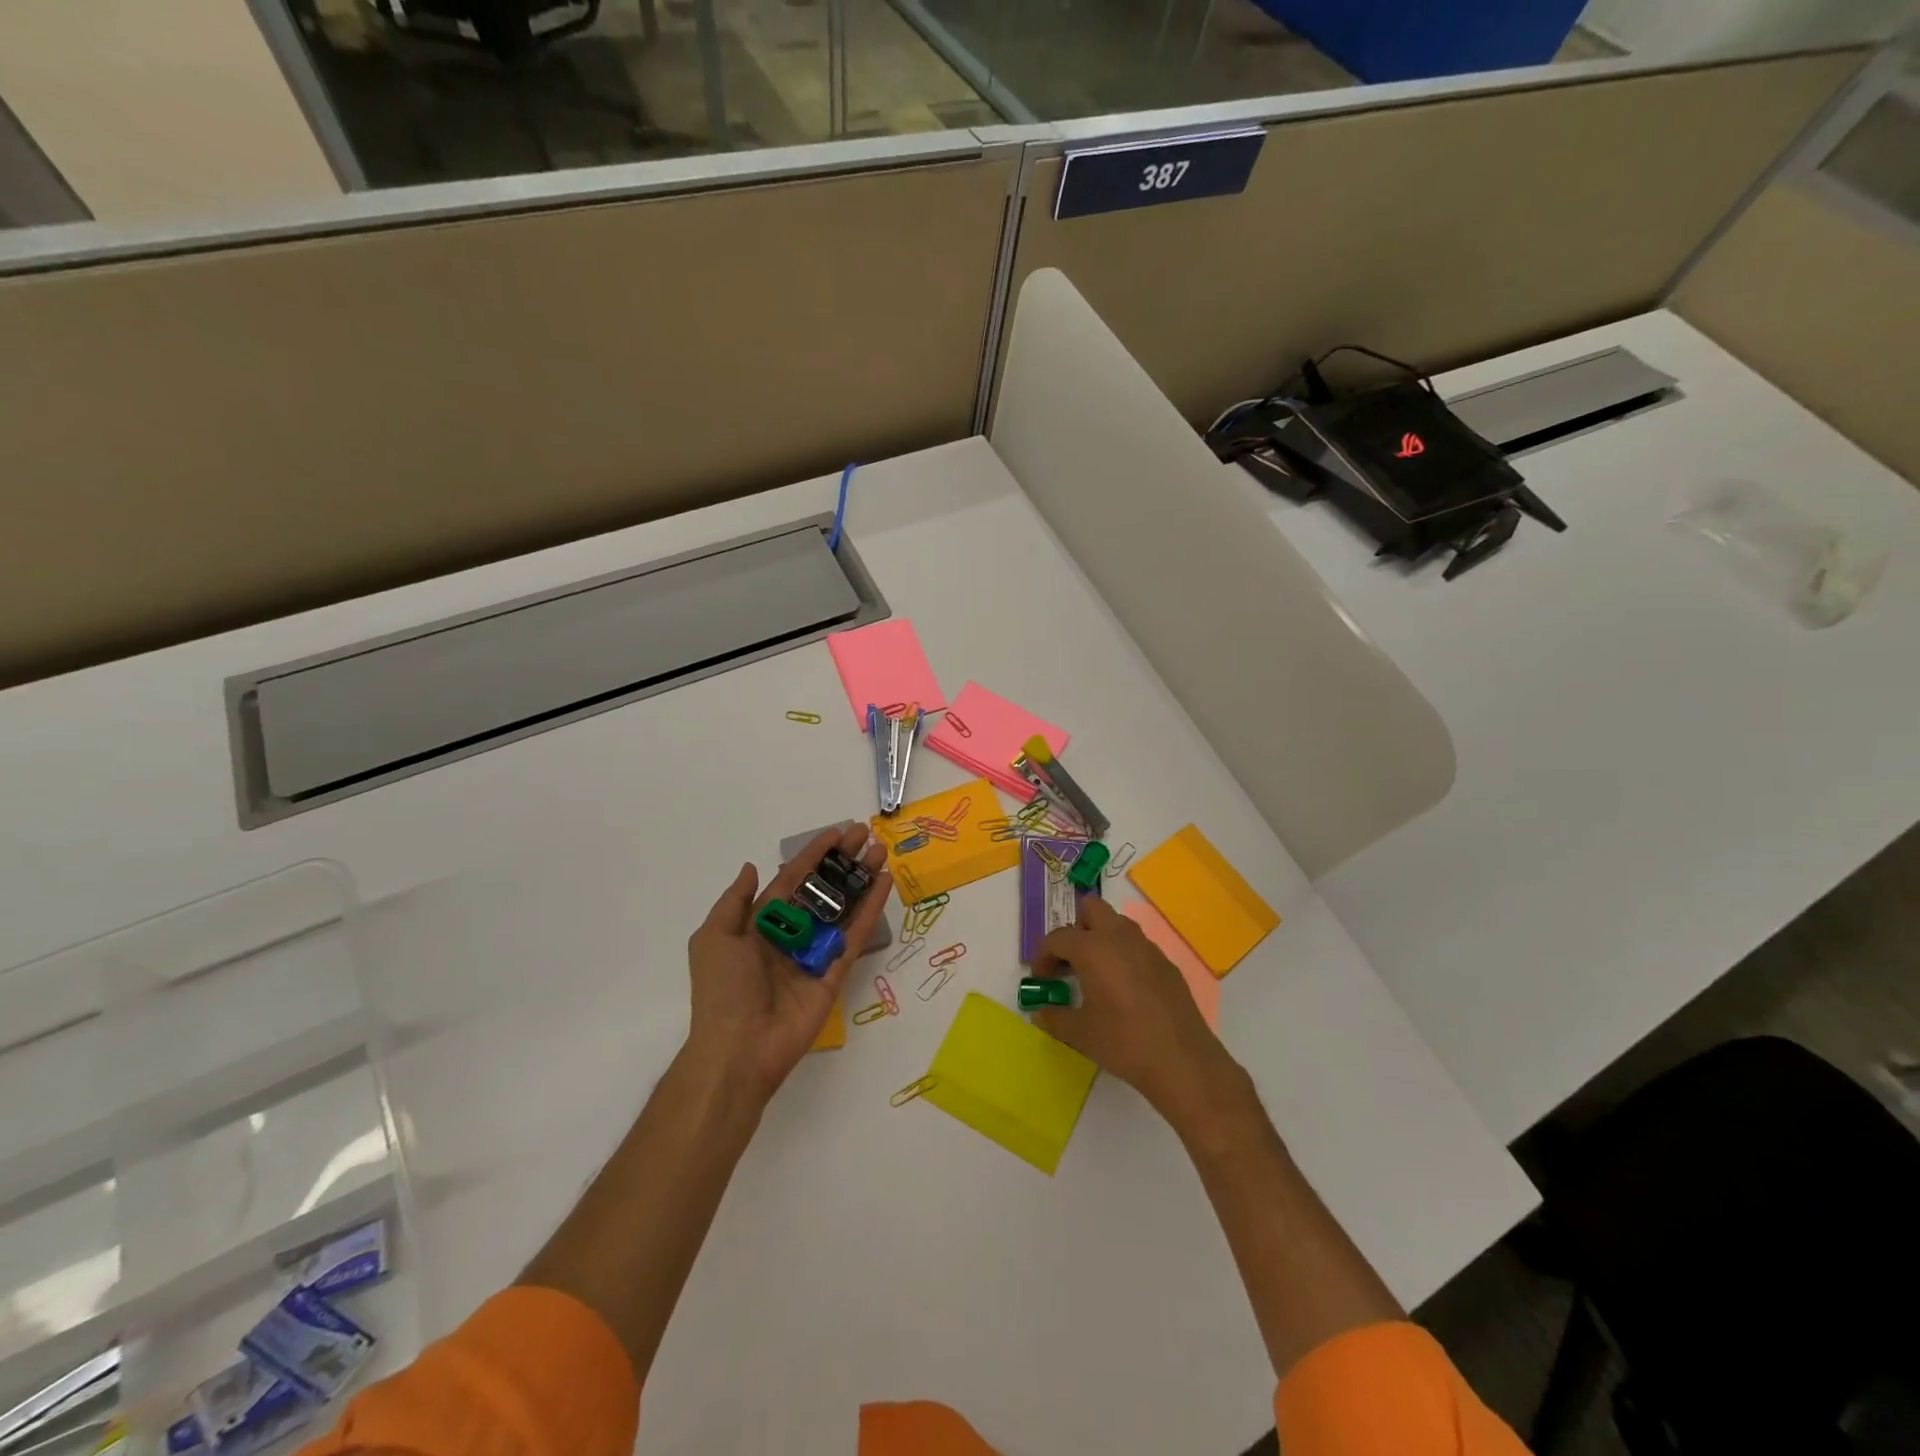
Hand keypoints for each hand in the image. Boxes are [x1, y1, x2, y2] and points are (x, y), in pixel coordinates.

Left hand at [685, 824, 891, 1107]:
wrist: (739, 1048)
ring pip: (843, 907)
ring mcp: (816, 952)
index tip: (837, 832)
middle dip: (842, 861)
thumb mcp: (713, 937)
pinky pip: (855, 935)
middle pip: (822, 889)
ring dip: (861, 879)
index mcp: (761, 923)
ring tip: (880, 851)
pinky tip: (884, 883)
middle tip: (865, 835)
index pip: (792, 879)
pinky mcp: (836, 971)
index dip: (813, 855)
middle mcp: (792, 933)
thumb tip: (751, 867)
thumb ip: (735, 901)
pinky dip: (870, 909)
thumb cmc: (723, 989)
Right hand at [1032, 895, 1236, 1123]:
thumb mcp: (1079, 1033)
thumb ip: (1054, 1017)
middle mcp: (1120, 937)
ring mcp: (1147, 947)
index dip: (1043, 956)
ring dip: (1101, 939)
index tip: (1041, 980)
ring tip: (1095, 976)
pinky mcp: (1167, 964)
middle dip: (1076, 929)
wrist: (1181, 1060)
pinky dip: (1124, 957)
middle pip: (1091, 909)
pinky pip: (1138, 947)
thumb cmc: (1122, 1041)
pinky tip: (1125, 991)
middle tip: (1070, 962)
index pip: (1058, 937)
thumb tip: (1042, 1012)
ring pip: (1117, 925)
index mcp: (1092, 947)